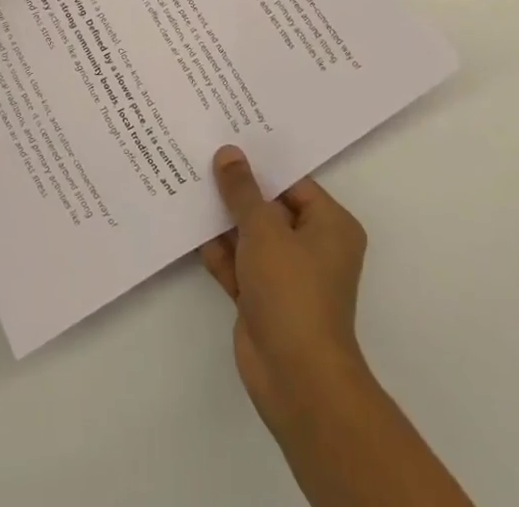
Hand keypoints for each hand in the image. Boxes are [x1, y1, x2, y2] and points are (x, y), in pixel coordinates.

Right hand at [200, 146, 371, 435]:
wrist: (296, 379)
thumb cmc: (292, 291)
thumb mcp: (264, 229)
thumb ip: (242, 191)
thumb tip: (228, 153)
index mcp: (330, 225)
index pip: (292, 181)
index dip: (259, 162)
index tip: (227, 140)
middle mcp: (313, 246)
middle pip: (269, 207)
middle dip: (237, 190)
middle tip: (202, 155)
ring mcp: (287, 275)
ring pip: (251, 235)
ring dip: (224, 219)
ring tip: (188, 183)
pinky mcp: (263, 299)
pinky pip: (239, 263)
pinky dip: (219, 250)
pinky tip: (189, 226)